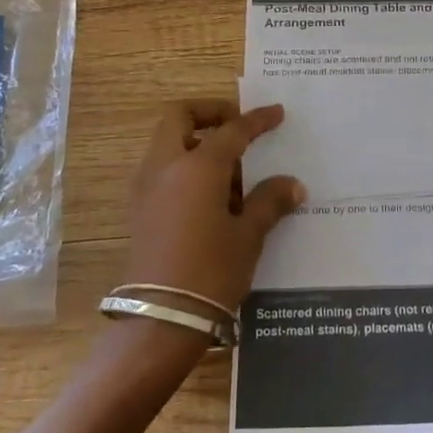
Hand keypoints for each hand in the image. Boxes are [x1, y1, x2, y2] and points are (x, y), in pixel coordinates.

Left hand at [125, 100, 305, 317]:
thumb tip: (293, 185)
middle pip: (180, 118)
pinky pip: (163, 170)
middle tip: (237, 127)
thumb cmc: (211, 270)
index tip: (277, 113)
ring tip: (232, 177)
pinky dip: (185, 168)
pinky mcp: (140, 210)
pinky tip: (212, 199)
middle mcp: (166, 167)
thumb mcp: (249, 235)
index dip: (257, 120)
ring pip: (169, 144)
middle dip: (209, 114)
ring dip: (197, 143)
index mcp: (197, 167)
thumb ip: (270, 202)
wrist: (161, 319)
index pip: (232, 130)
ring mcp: (147, 188)